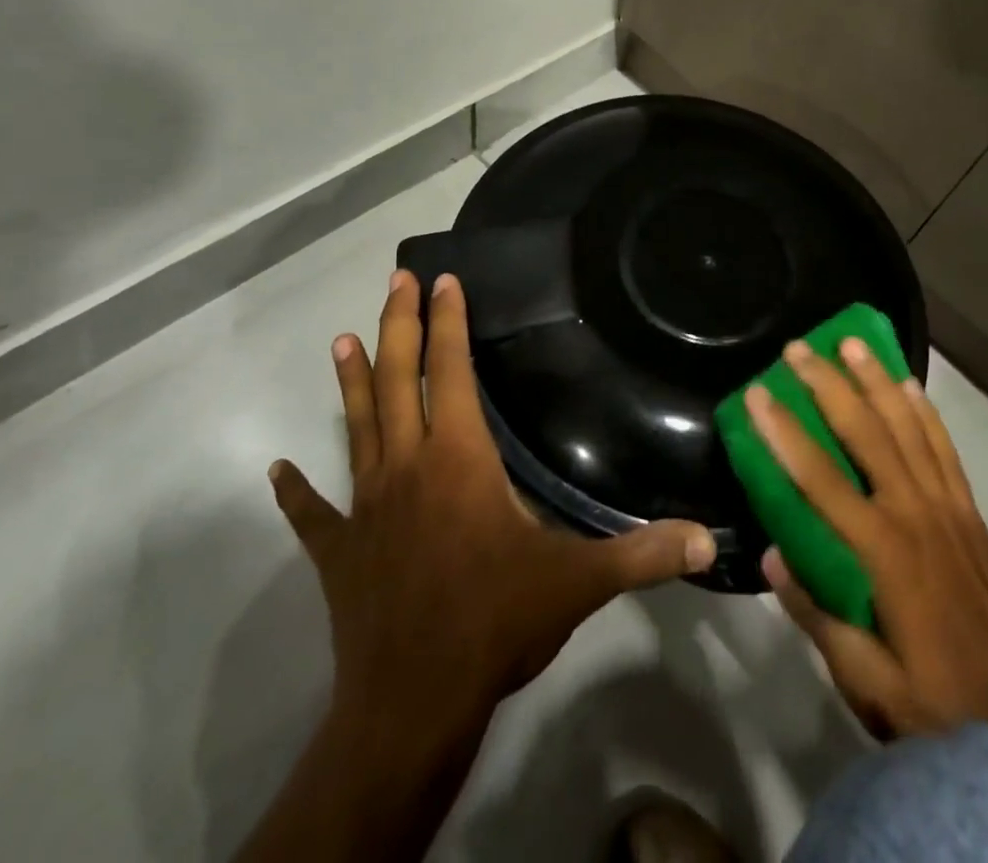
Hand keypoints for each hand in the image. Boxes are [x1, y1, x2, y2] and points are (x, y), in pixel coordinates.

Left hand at [241, 271, 715, 862]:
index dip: (448, 323)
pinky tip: (277, 470)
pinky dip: (296, 490)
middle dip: (398, 325)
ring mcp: (366, 508)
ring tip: (341, 340)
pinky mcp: (340, 552)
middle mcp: (406, 467)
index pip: (450, 373)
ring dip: (352, 382)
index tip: (445, 281)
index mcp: (459, 460)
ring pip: (356, 428)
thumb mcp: (579, 582)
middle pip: (397, 380)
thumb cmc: (495, 623)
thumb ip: (644, 553)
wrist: (411, 706)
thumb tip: (710, 538)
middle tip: (396, 280)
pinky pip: (314, 513)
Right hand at [747, 339, 987, 741]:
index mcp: (881, 551)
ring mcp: (947, 507)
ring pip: (908, 426)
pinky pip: (944, 447)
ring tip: (852, 342)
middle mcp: (914, 513)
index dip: (784, 433)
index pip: (820, 478)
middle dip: (828, 385)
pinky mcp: (969, 512)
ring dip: (877, 380)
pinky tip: (910, 385)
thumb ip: (815, 613)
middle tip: (799, 348)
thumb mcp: (863, 679)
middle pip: (866, 432)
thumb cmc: (934, 702)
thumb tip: (772, 554)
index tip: (756, 393)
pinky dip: (924, 411)